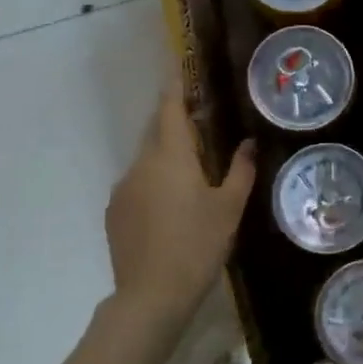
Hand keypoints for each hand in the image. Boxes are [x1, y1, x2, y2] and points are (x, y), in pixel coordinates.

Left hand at [105, 81, 256, 337]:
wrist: (150, 296)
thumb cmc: (197, 246)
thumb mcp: (229, 209)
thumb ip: (240, 171)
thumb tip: (247, 143)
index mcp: (171, 156)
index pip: (170, 107)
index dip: (176, 86)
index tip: (181, 67)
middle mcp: (141, 163)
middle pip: (157, 131)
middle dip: (176, 123)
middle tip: (202, 126)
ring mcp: (123, 187)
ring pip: (147, 159)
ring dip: (166, 158)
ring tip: (192, 177)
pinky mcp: (114, 211)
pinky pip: (137, 184)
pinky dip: (154, 183)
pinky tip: (170, 210)